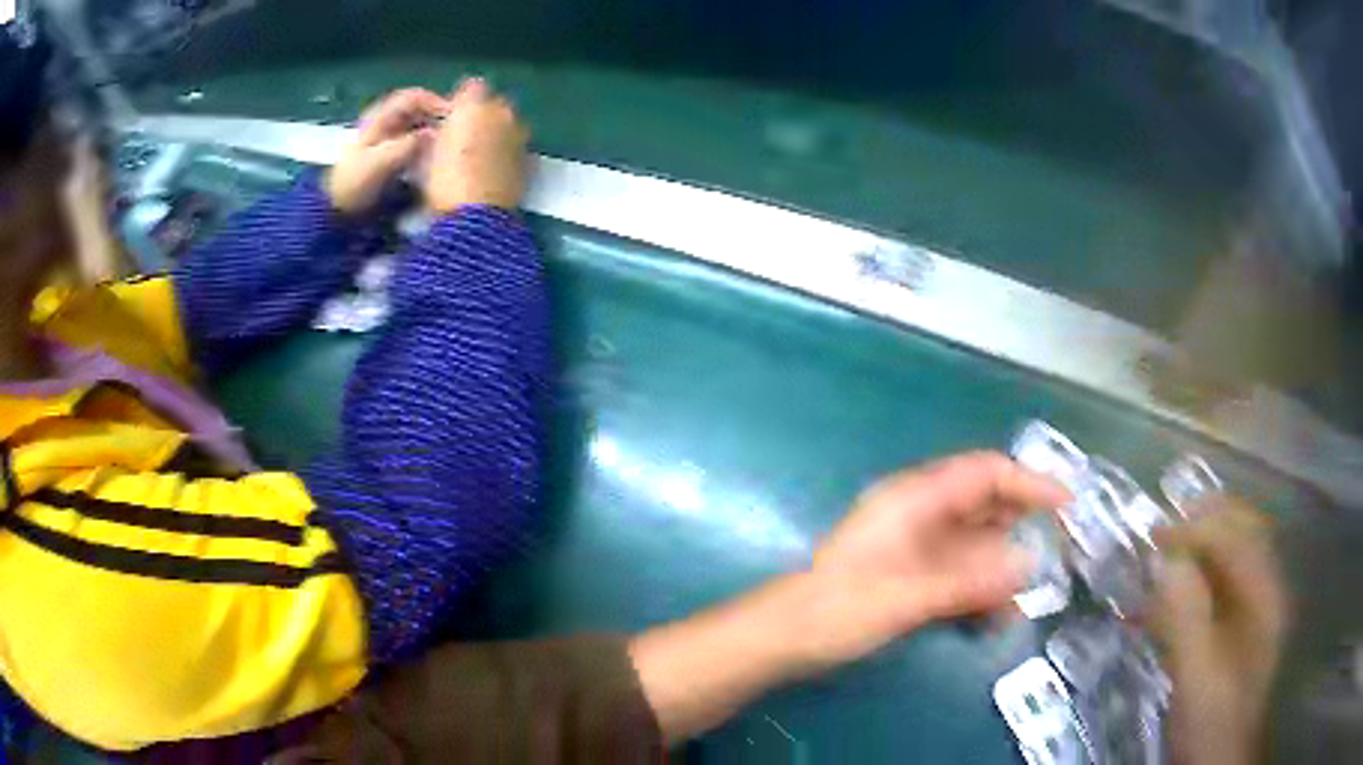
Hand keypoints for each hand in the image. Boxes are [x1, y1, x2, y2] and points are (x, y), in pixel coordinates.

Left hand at [325, 88, 448, 214]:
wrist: (337, 212)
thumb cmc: (355, 184)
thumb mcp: (381, 161)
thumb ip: (410, 144)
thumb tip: (437, 133)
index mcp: (380, 117)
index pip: (414, 97)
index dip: (435, 102)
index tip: (453, 117)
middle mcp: (386, 123)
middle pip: (420, 111)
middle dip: (438, 119)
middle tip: (456, 135)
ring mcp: (388, 140)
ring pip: (419, 127)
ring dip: (435, 134)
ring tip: (450, 149)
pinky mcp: (392, 157)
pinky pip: (416, 145)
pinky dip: (428, 148)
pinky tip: (436, 161)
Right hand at [424, 78, 528, 212]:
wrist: (478, 215)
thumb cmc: (444, 181)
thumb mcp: (428, 154)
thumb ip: (439, 132)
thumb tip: (443, 128)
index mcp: (473, 105)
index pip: (472, 86)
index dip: (461, 101)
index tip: (451, 117)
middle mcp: (502, 111)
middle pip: (495, 103)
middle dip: (483, 114)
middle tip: (466, 136)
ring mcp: (520, 133)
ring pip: (508, 123)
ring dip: (498, 131)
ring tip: (481, 154)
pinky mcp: (530, 156)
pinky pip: (517, 143)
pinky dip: (507, 149)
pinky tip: (494, 168)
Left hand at [792, 451, 1069, 669]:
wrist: (783, 638)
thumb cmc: (837, 611)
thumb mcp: (908, 597)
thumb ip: (969, 582)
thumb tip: (1030, 564)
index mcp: (915, 500)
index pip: (985, 472)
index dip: (1029, 481)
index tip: (1066, 502)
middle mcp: (919, 515)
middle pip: (985, 506)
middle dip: (1022, 528)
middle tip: (1058, 554)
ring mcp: (915, 546)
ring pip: (975, 545)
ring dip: (999, 571)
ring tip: (1019, 604)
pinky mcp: (910, 575)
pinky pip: (957, 573)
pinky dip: (978, 591)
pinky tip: (992, 620)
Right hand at [1149, 499, 1287, 764]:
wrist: (1220, 759)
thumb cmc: (1215, 715)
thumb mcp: (1200, 670)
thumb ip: (1186, 613)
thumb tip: (1163, 560)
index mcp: (1264, 589)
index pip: (1236, 534)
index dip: (1198, 527)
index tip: (1156, 534)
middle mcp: (1262, 591)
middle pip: (1234, 540)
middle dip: (1197, 532)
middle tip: (1157, 536)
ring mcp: (1249, 616)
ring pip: (1221, 569)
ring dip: (1188, 562)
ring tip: (1152, 570)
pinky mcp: (1231, 640)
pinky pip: (1211, 601)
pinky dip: (1185, 597)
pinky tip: (1157, 613)